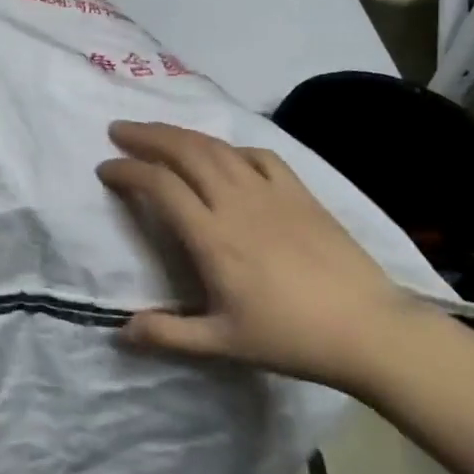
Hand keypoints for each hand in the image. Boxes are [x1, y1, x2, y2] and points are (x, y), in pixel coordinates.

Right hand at [97, 121, 422, 392]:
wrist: (368, 328)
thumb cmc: (291, 337)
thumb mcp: (225, 344)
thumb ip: (170, 335)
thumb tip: (121, 331)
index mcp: (212, 236)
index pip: (159, 185)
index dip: (128, 170)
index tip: (105, 168)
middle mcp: (235, 201)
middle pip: (184, 151)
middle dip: (147, 136)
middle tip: (119, 129)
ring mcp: (270, 191)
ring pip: (216, 147)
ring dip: (181, 133)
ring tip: (159, 132)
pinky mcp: (299, 191)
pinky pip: (258, 155)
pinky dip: (231, 148)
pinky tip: (224, 155)